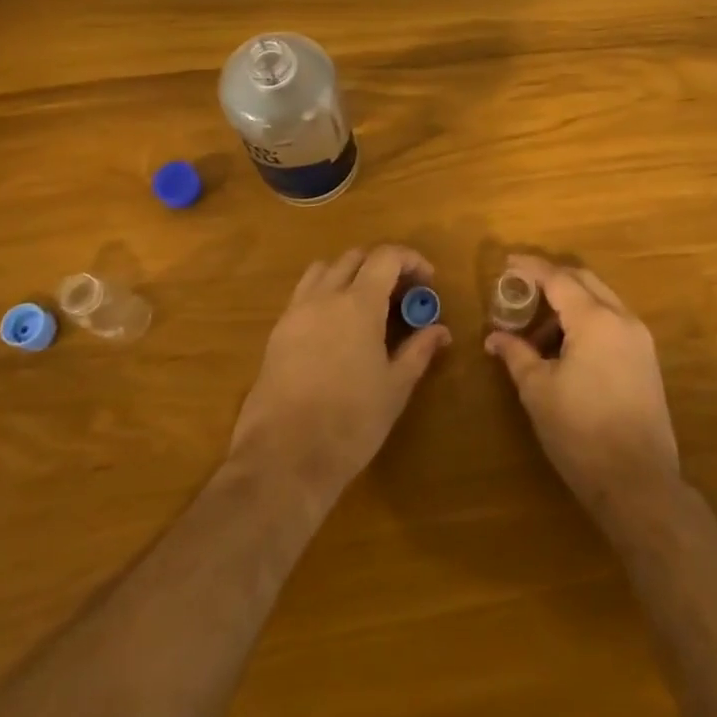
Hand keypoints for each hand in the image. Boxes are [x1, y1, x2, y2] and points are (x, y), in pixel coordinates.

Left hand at [229, 245, 450, 502]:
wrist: (283, 459)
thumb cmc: (350, 422)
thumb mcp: (395, 387)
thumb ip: (418, 350)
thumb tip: (440, 330)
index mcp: (358, 304)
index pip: (386, 257)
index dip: (411, 260)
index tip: (428, 281)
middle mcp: (324, 297)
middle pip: (354, 257)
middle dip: (382, 266)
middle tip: (401, 294)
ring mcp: (295, 313)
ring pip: (324, 270)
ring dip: (349, 274)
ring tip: (366, 304)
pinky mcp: (276, 334)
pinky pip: (303, 295)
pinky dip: (325, 294)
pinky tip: (337, 328)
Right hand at [485, 255, 679, 514]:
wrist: (638, 483)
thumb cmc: (581, 433)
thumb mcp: (538, 391)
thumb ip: (516, 355)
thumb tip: (494, 337)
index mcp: (595, 319)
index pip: (558, 278)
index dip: (531, 268)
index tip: (507, 264)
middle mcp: (622, 318)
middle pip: (584, 281)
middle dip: (551, 281)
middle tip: (520, 291)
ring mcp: (639, 339)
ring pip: (600, 301)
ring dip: (569, 304)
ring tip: (536, 332)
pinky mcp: (646, 360)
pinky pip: (612, 322)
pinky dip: (586, 322)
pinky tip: (564, 349)